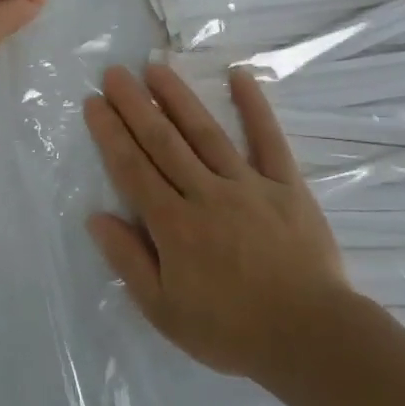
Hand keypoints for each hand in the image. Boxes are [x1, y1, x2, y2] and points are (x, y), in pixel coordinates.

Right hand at [84, 64, 352, 379]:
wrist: (310, 337)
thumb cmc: (230, 330)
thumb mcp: (164, 311)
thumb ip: (129, 261)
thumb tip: (97, 217)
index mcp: (174, 224)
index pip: (133, 169)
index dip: (111, 134)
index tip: (94, 103)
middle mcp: (206, 193)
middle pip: (163, 142)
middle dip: (135, 105)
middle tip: (114, 73)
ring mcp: (248, 184)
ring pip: (205, 132)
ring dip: (178, 97)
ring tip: (156, 68)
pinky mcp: (286, 185)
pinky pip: (268, 140)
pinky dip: (254, 107)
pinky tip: (239, 76)